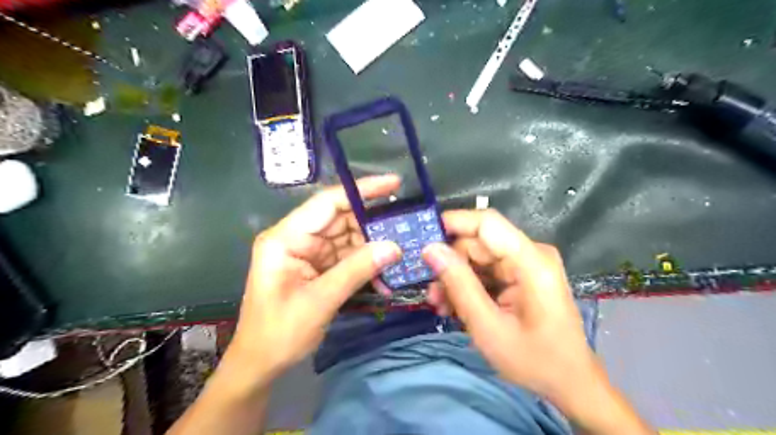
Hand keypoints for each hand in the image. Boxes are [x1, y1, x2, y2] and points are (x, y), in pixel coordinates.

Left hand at [229, 175, 398, 377]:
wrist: (260, 365)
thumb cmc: (279, 333)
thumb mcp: (319, 301)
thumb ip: (357, 270)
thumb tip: (395, 246)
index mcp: (286, 238)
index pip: (328, 203)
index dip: (362, 191)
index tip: (394, 184)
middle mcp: (297, 238)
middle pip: (340, 219)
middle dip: (373, 222)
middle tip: (407, 224)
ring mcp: (308, 253)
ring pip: (347, 238)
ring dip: (373, 245)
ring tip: (403, 248)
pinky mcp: (317, 267)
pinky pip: (346, 257)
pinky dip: (365, 263)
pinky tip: (385, 271)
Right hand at [422, 208, 649, 430]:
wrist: (570, 383)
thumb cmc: (534, 360)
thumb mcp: (488, 327)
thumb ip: (459, 285)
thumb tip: (430, 249)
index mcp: (531, 261)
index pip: (487, 223)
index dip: (453, 223)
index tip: (421, 239)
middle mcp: (530, 254)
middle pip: (478, 243)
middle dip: (450, 264)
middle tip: (431, 293)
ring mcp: (526, 265)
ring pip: (477, 258)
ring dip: (456, 279)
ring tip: (441, 306)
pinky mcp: (521, 276)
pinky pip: (486, 271)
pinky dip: (468, 286)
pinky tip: (455, 307)